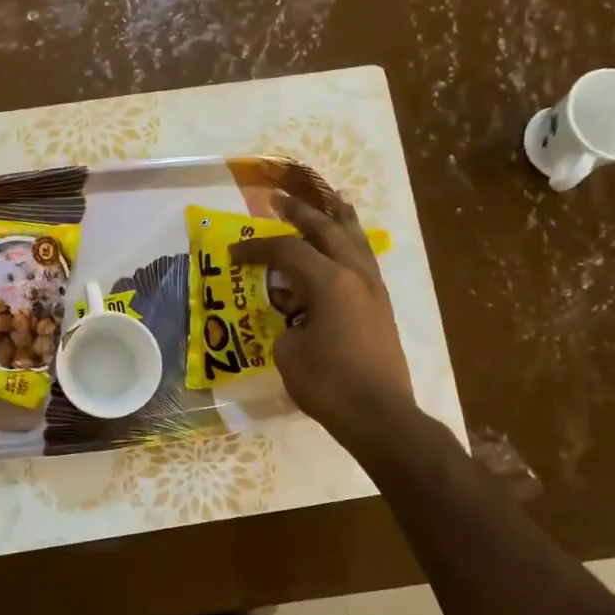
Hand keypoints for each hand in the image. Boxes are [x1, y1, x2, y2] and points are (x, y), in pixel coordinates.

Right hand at [231, 191, 418, 462]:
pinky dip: (353, 243)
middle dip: (300, 212)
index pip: (286, 250)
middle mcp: (354, 274)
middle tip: (279, 199)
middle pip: (326, 229)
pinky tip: (347, 242)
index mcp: (328, 281)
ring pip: (355, 239)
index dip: (256, 247)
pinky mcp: (381, 306)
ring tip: (331, 199)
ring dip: (338, 218)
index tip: (233, 252)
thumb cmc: (328, 383)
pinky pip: (365, 259)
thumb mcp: (288, 351)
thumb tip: (294, 318)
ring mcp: (373, 288)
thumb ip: (285, 323)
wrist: (379, 414)